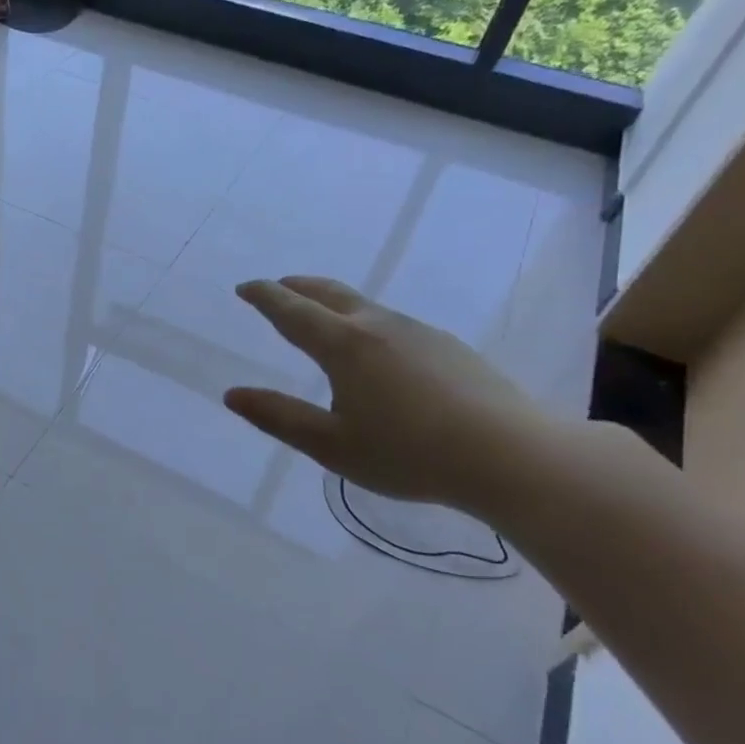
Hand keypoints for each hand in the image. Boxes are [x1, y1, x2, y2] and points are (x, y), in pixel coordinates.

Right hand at [222, 276, 560, 515]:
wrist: (512, 456)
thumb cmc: (409, 453)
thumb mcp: (331, 445)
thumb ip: (279, 417)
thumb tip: (233, 395)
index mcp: (344, 345)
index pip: (292, 311)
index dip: (265, 297)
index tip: (245, 287)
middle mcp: (379, 326)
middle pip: (329, 293)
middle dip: (297, 287)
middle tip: (277, 287)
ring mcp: (419, 332)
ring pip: (364, 305)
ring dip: (332, 302)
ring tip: (320, 316)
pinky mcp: (448, 347)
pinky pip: (391, 322)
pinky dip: (364, 321)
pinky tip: (375, 349)